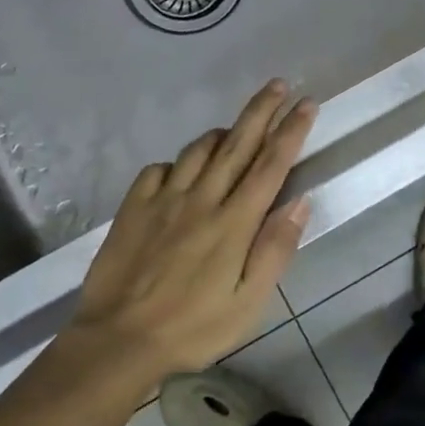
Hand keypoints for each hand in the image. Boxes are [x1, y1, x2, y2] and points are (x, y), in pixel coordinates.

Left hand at [62, 81, 317, 382]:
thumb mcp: (248, 302)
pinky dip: (177, 163)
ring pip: (197, 150)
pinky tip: (181, 173)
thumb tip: (300, 201)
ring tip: (235, 129)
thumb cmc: (193, 328)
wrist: (118, 341)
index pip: (270, 165)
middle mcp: (201, 199)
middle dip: (261, 110)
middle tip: (278, 84)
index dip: (291, 131)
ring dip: (222, 133)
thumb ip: (275, 249)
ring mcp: (163, 200)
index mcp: (234, 222)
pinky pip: (158, 169)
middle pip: (237, 144)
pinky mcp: (133, 208)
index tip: (306, 103)